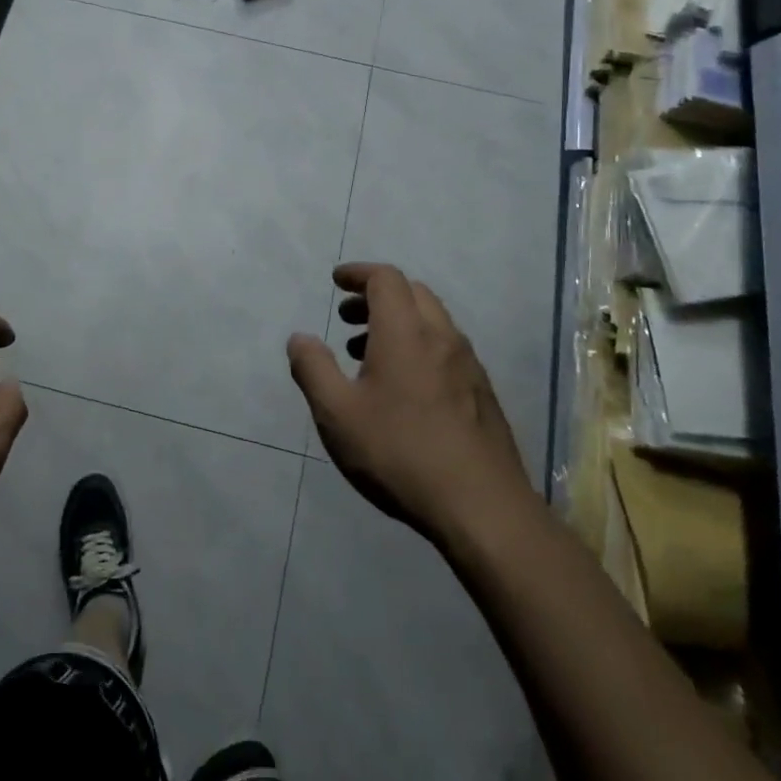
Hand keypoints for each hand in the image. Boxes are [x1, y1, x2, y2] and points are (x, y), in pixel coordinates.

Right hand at [287, 264, 530, 545]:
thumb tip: (300, 338)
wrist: (481, 507)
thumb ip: (313, 369)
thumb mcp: (337, 414)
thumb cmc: (399, 453)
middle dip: (376, 295)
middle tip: (347, 317)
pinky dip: (418, 345)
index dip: (358, 273)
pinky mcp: (481, 392)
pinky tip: (402, 387)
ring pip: (432, 320)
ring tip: (365, 354)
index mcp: (405, 332)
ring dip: (397, 321)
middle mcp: (441, 337)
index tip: (336, 281)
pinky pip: (445, 348)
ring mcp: (468, 364)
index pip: (385, 278)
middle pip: (412, 293)